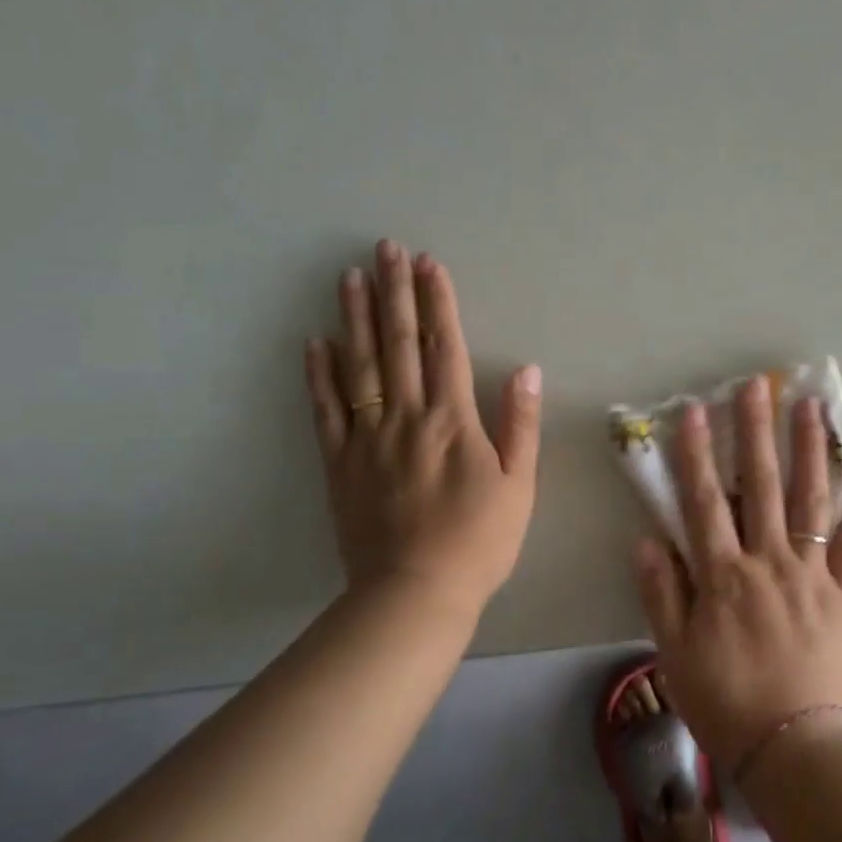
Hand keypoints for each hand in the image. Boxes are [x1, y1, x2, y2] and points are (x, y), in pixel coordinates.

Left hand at [304, 240, 542, 608]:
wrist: (416, 592)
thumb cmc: (480, 540)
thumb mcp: (519, 485)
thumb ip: (521, 424)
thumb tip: (526, 369)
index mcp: (453, 420)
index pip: (445, 347)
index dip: (438, 303)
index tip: (429, 264)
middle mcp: (406, 417)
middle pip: (399, 344)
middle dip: (394, 293)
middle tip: (385, 249)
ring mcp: (367, 438)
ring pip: (359, 366)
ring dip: (356, 318)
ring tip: (350, 277)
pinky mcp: (339, 463)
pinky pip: (325, 410)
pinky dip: (319, 374)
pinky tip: (315, 343)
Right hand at [635, 375, 841, 771]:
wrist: (790, 745)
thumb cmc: (724, 700)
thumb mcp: (674, 652)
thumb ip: (660, 593)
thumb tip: (645, 539)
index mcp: (723, 576)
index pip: (705, 502)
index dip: (697, 455)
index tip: (695, 411)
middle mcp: (769, 562)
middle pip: (762, 486)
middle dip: (756, 431)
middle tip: (756, 385)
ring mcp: (811, 573)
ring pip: (810, 500)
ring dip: (809, 449)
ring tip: (808, 405)